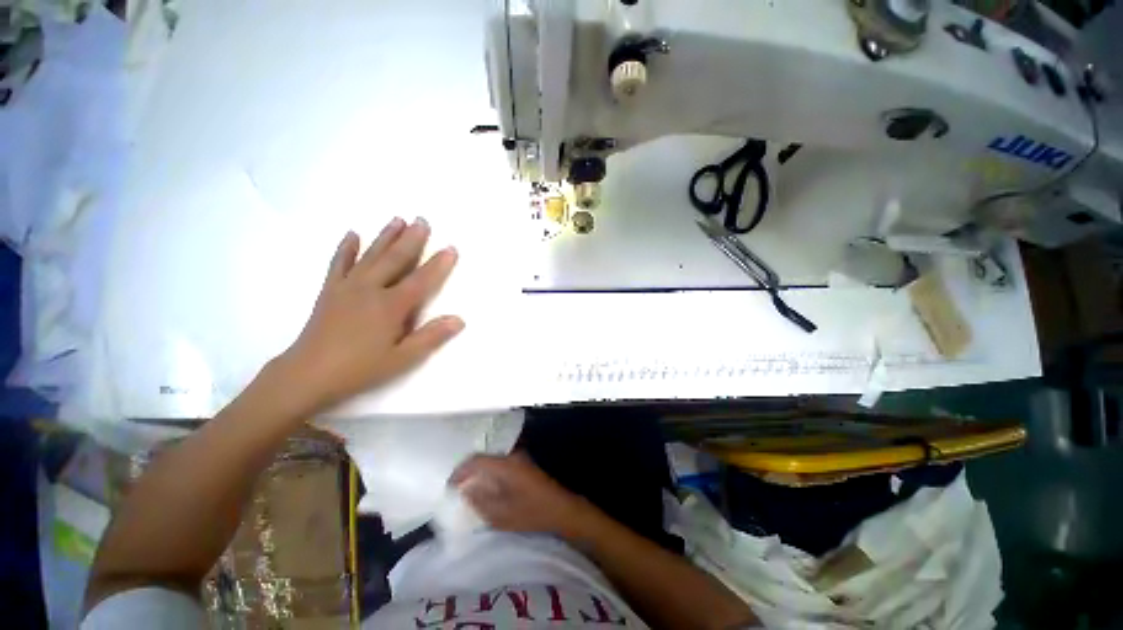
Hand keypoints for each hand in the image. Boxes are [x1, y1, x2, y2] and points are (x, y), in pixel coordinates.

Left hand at [274, 217, 463, 412]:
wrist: (307, 374)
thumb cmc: (360, 368)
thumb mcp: (402, 359)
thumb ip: (431, 337)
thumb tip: (459, 320)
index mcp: (391, 306)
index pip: (421, 280)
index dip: (438, 264)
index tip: (451, 248)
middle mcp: (370, 289)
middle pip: (395, 259)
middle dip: (412, 239)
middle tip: (423, 220)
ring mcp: (347, 287)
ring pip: (371, 256)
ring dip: (385, 236)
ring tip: (397, 219)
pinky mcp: (330, 290)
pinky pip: (339, 263)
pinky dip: (346, 248)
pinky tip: (352, 234)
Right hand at [450, 453, 596, 539]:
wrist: (561, 508)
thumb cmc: (532, 513)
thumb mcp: (502, 514)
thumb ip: (481, 501)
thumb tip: (465, 489)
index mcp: (505, 465)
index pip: (476, 460)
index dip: (460, 471)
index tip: (449, 486)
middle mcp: (512, 456)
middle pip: (484, 457)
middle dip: (469, 470)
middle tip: (457, 486)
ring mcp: (520, 458)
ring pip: (493, 460)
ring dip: (480, 471)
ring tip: (469, 488)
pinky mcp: (524, 464)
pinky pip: (501, 463)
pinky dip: (490, 472)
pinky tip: (487, 486)